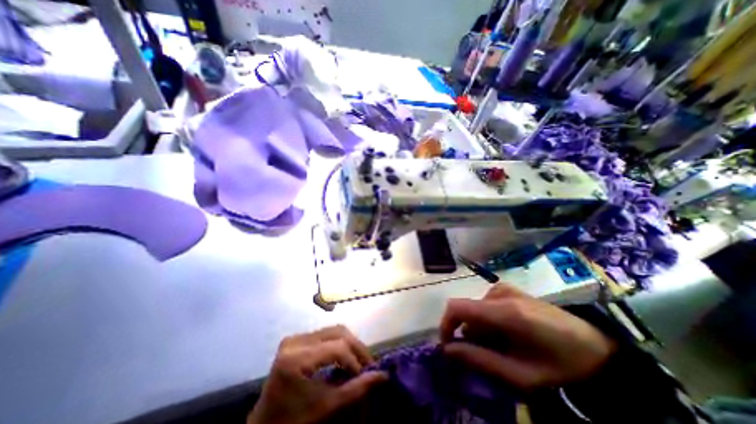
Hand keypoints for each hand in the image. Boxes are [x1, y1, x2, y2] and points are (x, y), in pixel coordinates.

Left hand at [250, 326, 389, 423]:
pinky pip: (325, 334)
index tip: (368, 374)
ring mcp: (294, 337)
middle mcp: (295, 341)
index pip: (337, 347)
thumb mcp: (326, 407)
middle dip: (356, 347)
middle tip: (367, 364)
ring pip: (333, 330)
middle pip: (337, 332)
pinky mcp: (296, 339)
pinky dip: (339, 342)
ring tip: (358, 360)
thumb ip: (356, 389)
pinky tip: (344, 356)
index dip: (356, 360)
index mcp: (296, 358)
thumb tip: (384, 375)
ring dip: (349, 343)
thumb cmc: (293, 422)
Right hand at [441, 285, 615, 389]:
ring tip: (503, 347)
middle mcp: (500, 292)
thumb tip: (448, 350)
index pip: (457, 307)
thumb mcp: (520, 376)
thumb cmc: (559, 366)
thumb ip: (479, 360)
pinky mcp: (510, 289)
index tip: (449, 346)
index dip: (446, 324)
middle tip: (489, 355)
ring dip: (481, 329)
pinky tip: (507, 332)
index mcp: (504, 311)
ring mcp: (506, 288)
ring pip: (476, 308)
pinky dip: (488, 320)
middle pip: (467, 310)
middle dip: (470, 333)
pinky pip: (486, 303)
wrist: (595, 349)